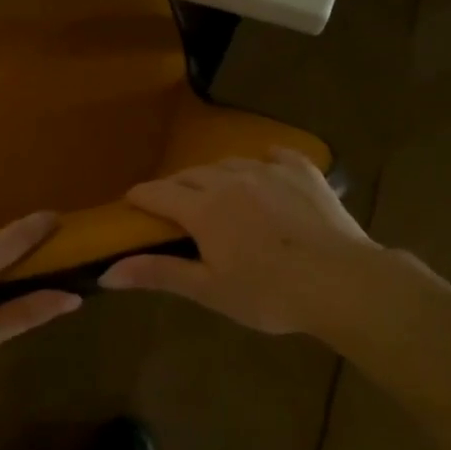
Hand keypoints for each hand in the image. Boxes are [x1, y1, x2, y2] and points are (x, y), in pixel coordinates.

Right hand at [100, 148, 379, 335]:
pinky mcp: (303, 172)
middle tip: (173, 208)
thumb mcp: (209, 290)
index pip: (158, 193)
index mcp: (203, 209)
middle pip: (190, 175)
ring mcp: (269, 171)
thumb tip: (106, 273)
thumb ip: (158, 274)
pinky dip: (263, 162)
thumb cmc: (269, 293)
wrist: (343, 283)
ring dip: (214, 176)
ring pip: (228, 163)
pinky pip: (275, 156)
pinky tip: (265, 168)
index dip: (140, 197)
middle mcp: (230, 180)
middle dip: (175, 188)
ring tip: (216, 192)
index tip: (131, 204)